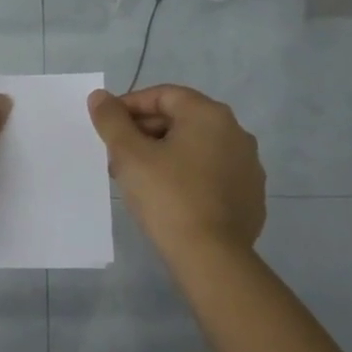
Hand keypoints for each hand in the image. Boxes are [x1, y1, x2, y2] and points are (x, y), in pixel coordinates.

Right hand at [88, 85, 265, 256]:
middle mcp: (236, 132)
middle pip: (181, 120)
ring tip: (138, 180)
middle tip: (117, 157)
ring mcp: (248, 166)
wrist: (212, 256)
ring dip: (165, 155)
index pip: (163, 96)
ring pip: (196, 149)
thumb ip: (112, 120)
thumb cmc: (168, 197)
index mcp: (209, 115)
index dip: (129, 106)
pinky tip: (169, 200)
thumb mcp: (129, 155)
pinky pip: (212, 175)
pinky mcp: (250, 195)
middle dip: (145, 134)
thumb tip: (100, 97)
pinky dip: (188, 177)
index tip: (107, 127)